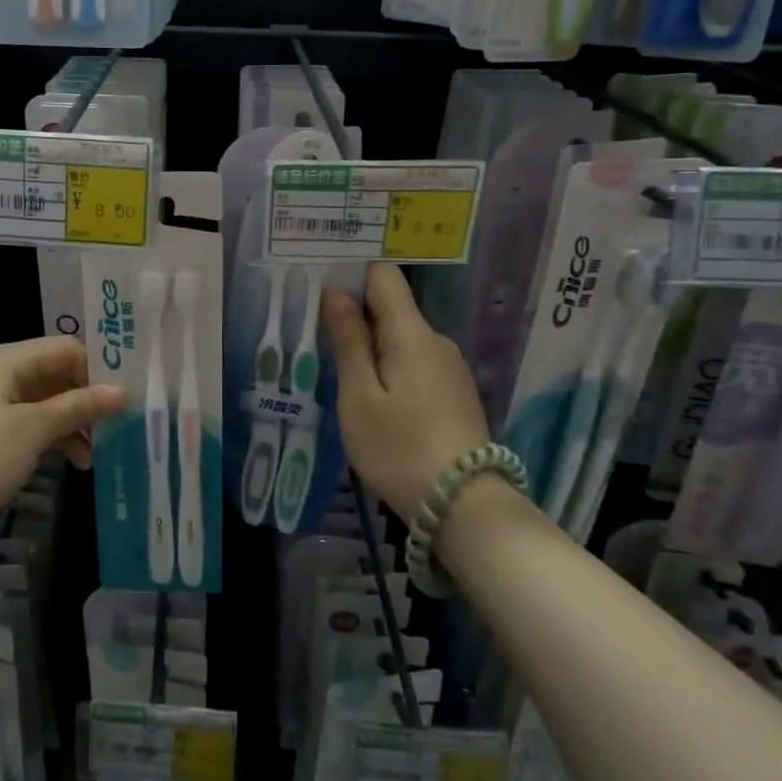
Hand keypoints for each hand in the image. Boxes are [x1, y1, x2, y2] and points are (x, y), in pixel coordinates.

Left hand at [0, 337, 124, 549]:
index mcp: (8, 359)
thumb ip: (78, 406)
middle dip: (86, 400)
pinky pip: (26, 420)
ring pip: (43, 400)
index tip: (124, 398)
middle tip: (115, 428)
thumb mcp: (33, 429)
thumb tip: (121, 391)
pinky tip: (67, 461)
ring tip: (92, 457)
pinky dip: (48, 436)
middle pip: (55, 374)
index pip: (66, 348)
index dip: (97, 369)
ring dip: (70, 423)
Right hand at [322, 263, 489, 520]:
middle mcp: (437, 341)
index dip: (353, 274)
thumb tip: (337, 294)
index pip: (384, 276)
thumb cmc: (400, 448)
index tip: (321, 285)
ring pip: (403, 339)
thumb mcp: (360, 396)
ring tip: (341, 371)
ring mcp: (450, 368)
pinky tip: (376, 397)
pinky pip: (416, 363)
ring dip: (373, 346)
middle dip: (357, 315)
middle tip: (318, 335)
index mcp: (412, 333)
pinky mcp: (456, 393)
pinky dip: (392, 368)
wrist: (463, 506)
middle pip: (392, 308)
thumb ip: (348, 341)